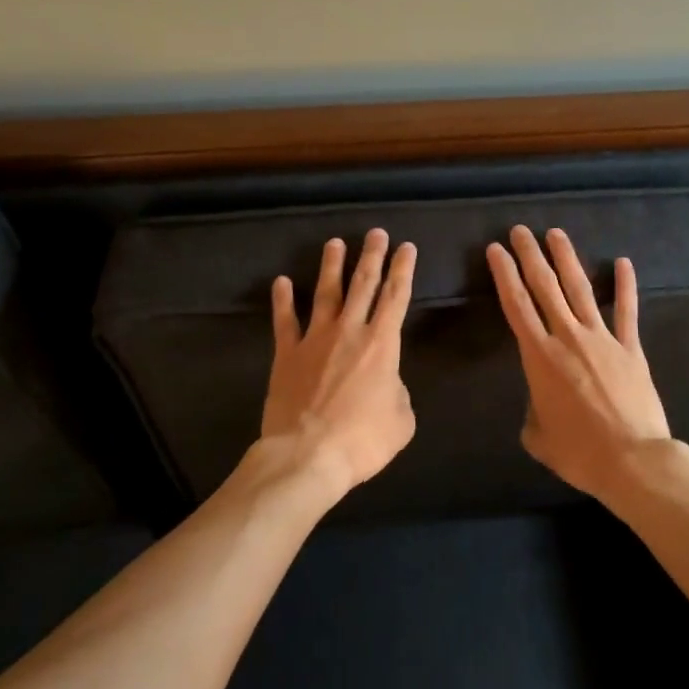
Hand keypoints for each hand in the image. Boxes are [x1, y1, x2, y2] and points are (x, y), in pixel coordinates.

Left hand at [261, 228, 417, 498]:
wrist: (308, 455)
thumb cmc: (362, 440)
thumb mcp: (402, 421)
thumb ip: (398, 393)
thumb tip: (387, 384)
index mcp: (382, 344)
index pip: (396, 297)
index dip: (403, 269)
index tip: (406, 247)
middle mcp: (349, 331)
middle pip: (363, 284)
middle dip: (371, 256)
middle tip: (375, 233)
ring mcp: (315, 339)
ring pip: (326, 293)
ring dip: (332, 266)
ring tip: (335, 243)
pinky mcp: (287, 354)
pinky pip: (285, 321)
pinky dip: (283, 300)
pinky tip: (282, 282)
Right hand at [487, 225, 671, 500]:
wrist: (633, 460)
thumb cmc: (579, 452)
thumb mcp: (538, 437)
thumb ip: (534, 413)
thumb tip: (541, 406)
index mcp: (540, 357)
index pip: (516, 306)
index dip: (505, 275)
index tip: (496, 250)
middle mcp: (568, 337)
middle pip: (545, 287)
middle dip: (530, 256)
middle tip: (521, 231)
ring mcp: (602, 339)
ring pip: (580, 289)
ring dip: (567, 259)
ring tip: (556, 234)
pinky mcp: (630, 348)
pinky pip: (627, 311)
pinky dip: (625, 286)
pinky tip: (623, 262)